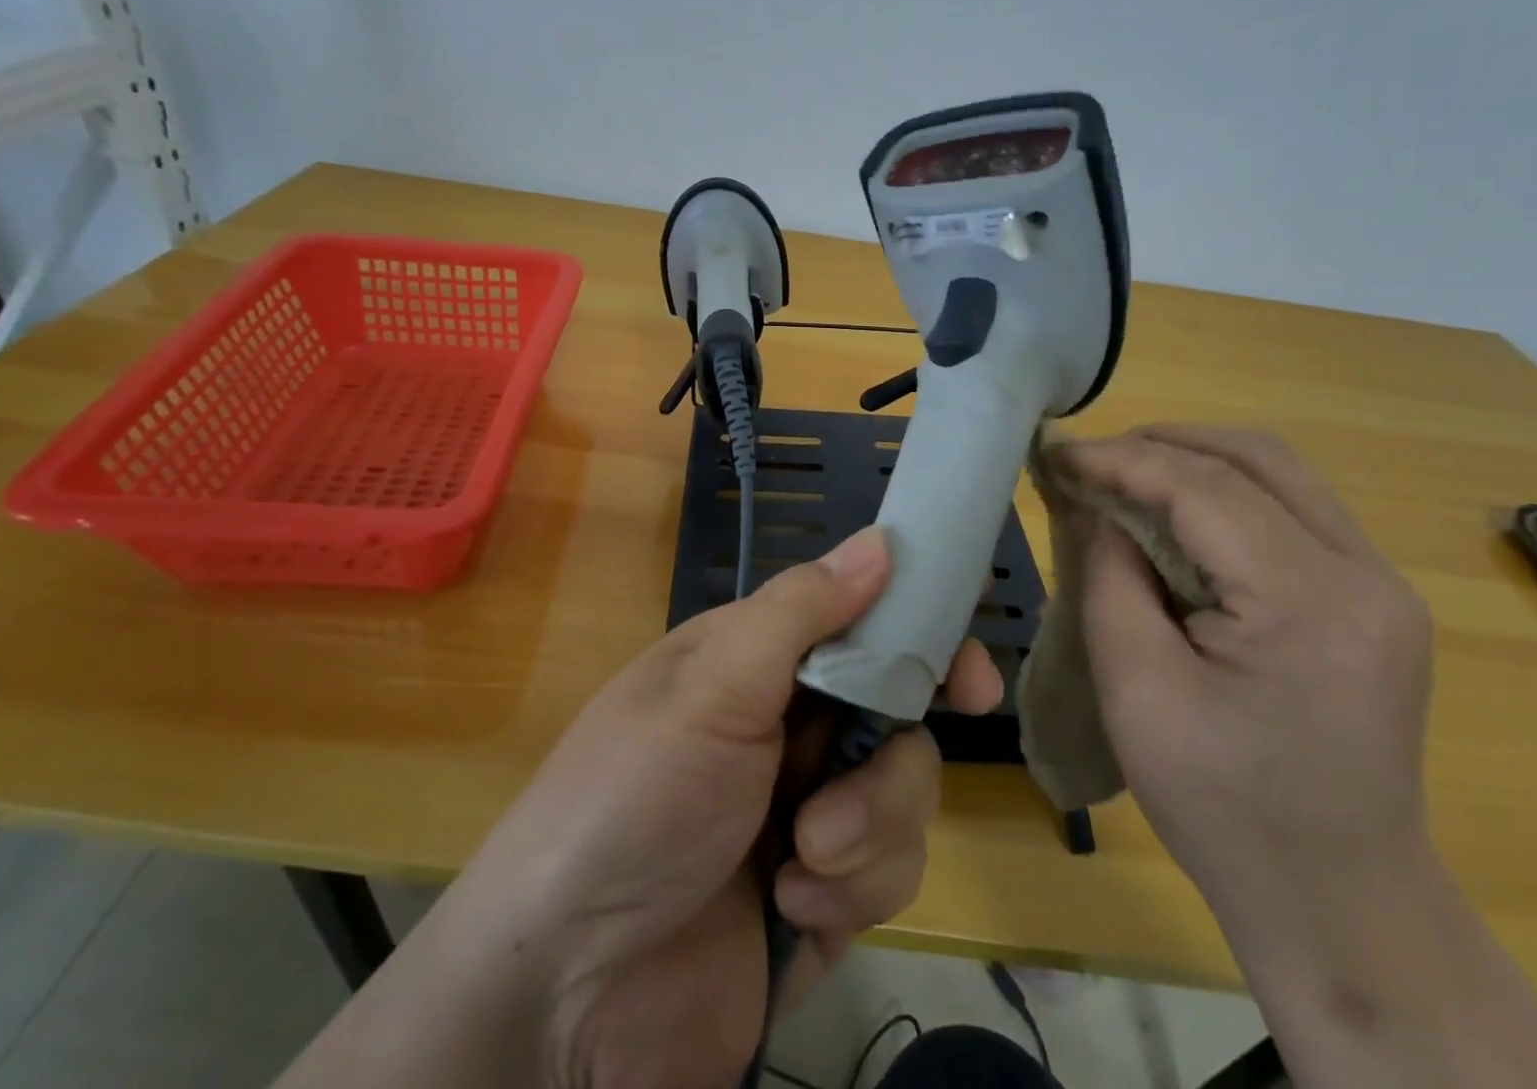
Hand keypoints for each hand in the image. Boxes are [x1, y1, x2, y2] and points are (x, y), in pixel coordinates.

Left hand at [450, 526, 1001, 1088]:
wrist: (565, 995)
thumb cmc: (632, 800)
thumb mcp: (709, 688)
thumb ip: (800, 611)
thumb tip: (881, 542)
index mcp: (761, 660)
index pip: (863, 625)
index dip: (922, 640)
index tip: (970, 681)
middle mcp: (792, 725)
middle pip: (900, 715)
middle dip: (888, 762)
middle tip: (852, 792)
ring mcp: (812, 809)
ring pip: (906, 796)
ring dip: (862, 832)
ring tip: (798, 861)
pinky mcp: (827, 894)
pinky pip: (890, 874)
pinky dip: (849, 893)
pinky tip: (789, 911)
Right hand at [1065, 425, 1433, 922]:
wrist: (1339, 901)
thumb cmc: (1223, 807)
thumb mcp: (1137, 689)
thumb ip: (1111, 577)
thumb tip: (1097, 506)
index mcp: (1310, 604)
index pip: (1206, 489)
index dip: (1123, 460)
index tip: (1059, 455)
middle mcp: (1366, 577)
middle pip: (1259, 458)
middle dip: (1164, 443)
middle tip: (1093, 460)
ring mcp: (1382, 586)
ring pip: (1281, 474)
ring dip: (1196, 461)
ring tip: (1126, 476)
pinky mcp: (1374, 601)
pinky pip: (1293, 511)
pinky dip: (1226, 493)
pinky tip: (1177, 515)